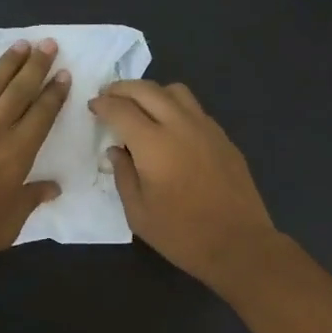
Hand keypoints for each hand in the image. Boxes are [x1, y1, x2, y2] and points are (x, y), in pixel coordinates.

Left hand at [0, 39, 68, 274]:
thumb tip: (53, 187)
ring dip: (5, 63)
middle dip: (36, 67)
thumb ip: (31, 199)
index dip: (54, 94)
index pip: (42, 116)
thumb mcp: (9, 223)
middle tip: (48, 44)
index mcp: (16, 153)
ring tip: (20, 44)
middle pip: (18, 91)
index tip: (64, 74)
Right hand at [89, 79, 279, 289]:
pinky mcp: (223, 138)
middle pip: (147, 90)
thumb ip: (123, 175)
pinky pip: (195, 109)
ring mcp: (206, 128)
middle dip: (123, 89)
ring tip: (140, 107)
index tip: (93, 106)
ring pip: (176, 91)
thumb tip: (117, 151)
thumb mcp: (138, 213)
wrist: (238, 243)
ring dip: (152, 92)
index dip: (103, 104)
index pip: (121, 109)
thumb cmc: (181, 234)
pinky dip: (175, 107)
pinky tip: (170, 128)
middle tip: (109, 97)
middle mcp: (180, 125)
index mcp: (154, 144)